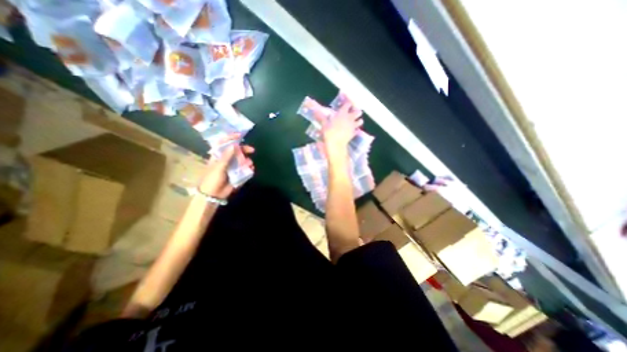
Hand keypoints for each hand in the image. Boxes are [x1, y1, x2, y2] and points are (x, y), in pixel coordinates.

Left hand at [196, 134, 252, 200]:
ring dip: (247, 161)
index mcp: (218, 156)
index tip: (240, 135)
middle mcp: (226, 160)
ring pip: (242, 160)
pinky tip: (251, 169)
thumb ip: (227, 156)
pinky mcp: (237, 174)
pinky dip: (249, 169)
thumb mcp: (218, 166)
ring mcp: (232, 167)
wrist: (213, 195)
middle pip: (235, 151)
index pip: (223, 143)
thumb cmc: (212, 179)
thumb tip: (234, 145)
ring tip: (249, 164)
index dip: (230, 138)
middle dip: (244, 150)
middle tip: (252, 150)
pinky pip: (245, 169)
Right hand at [316, 95, 365, 158]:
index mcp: (342, 113)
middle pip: (357, 112)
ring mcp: (352, 126)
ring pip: (360, 121)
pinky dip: (356, 130)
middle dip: (357, 111)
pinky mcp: (353, 133)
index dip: (348, 104)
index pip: (347, 105)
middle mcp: (349, 118)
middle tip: (357, 111)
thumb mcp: (324, 124)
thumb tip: (315, 111)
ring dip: (359, 120)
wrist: (335, 144)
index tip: (348, 103)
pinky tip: (355, 131)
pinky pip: (357, 130)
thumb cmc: (329, 132)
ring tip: (358, 121)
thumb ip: (321, 117)